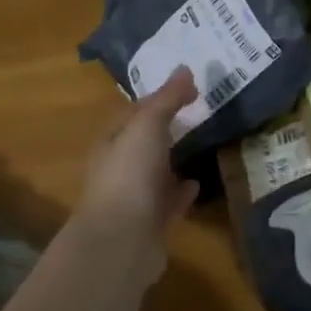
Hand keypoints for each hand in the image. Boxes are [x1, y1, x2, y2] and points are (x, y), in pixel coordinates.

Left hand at [74, 66, 199, 284]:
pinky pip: (169, 202)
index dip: (158, 98)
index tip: (188, 87)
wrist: (122, 240)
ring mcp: (134, 198)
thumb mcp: (147, 127)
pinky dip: (181, 192)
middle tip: (198, 113)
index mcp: (111, 143)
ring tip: (200, 146)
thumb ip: (167, 100)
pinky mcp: (151, 224)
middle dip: (165, 129)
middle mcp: (118, 169)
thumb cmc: (129, 175)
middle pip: (143, 143)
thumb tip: (185, 70)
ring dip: (173, 160)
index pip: (133, 112)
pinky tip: (197, 184)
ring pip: (156, 173)